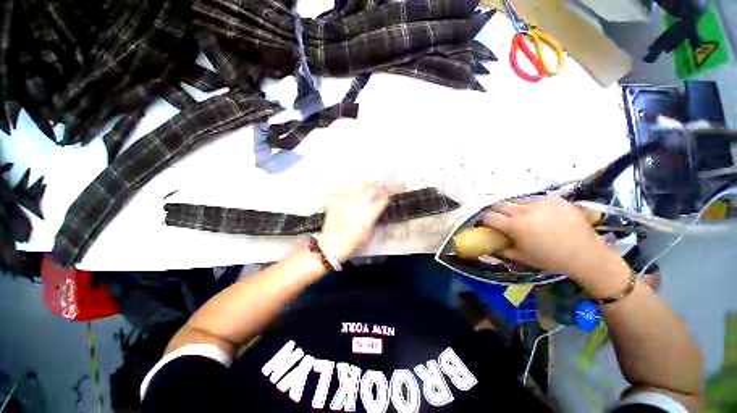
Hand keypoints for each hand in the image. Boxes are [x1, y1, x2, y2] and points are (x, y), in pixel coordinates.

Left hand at [319, 185, 388, 261]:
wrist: (331, 246)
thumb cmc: (350, 244)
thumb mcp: (366, 236)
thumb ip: (373, 223)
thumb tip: (376, 214)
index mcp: (366, 218)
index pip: (379, 204)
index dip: (384, 198)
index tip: (386, 196)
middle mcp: (358, 210)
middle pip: (369, 194)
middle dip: (376, 189)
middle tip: (379, 186)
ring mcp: (346, 206)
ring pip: (357, 190)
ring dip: (364, 184)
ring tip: (368, 180)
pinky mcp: (337, 205)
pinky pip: (344, 192)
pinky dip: (349, 186)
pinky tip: (352, 181)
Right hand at [483, 196, 624, 281]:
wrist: (586, 255)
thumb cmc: (550, 259)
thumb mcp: (521, 258)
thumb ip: (500, 249)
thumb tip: (489, 243)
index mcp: (515, 225)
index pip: (489, 216)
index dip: (485, 221)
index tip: (488, 225)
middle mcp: (525, 210)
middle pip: (500, 205)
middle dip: (498, 212)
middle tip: (503, 221)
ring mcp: (541, 202)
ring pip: (517, 202)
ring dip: (516, 209)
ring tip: (525, 219)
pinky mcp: (554, 198)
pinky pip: (535, 200)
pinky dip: (533, 207)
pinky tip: (541, 216)